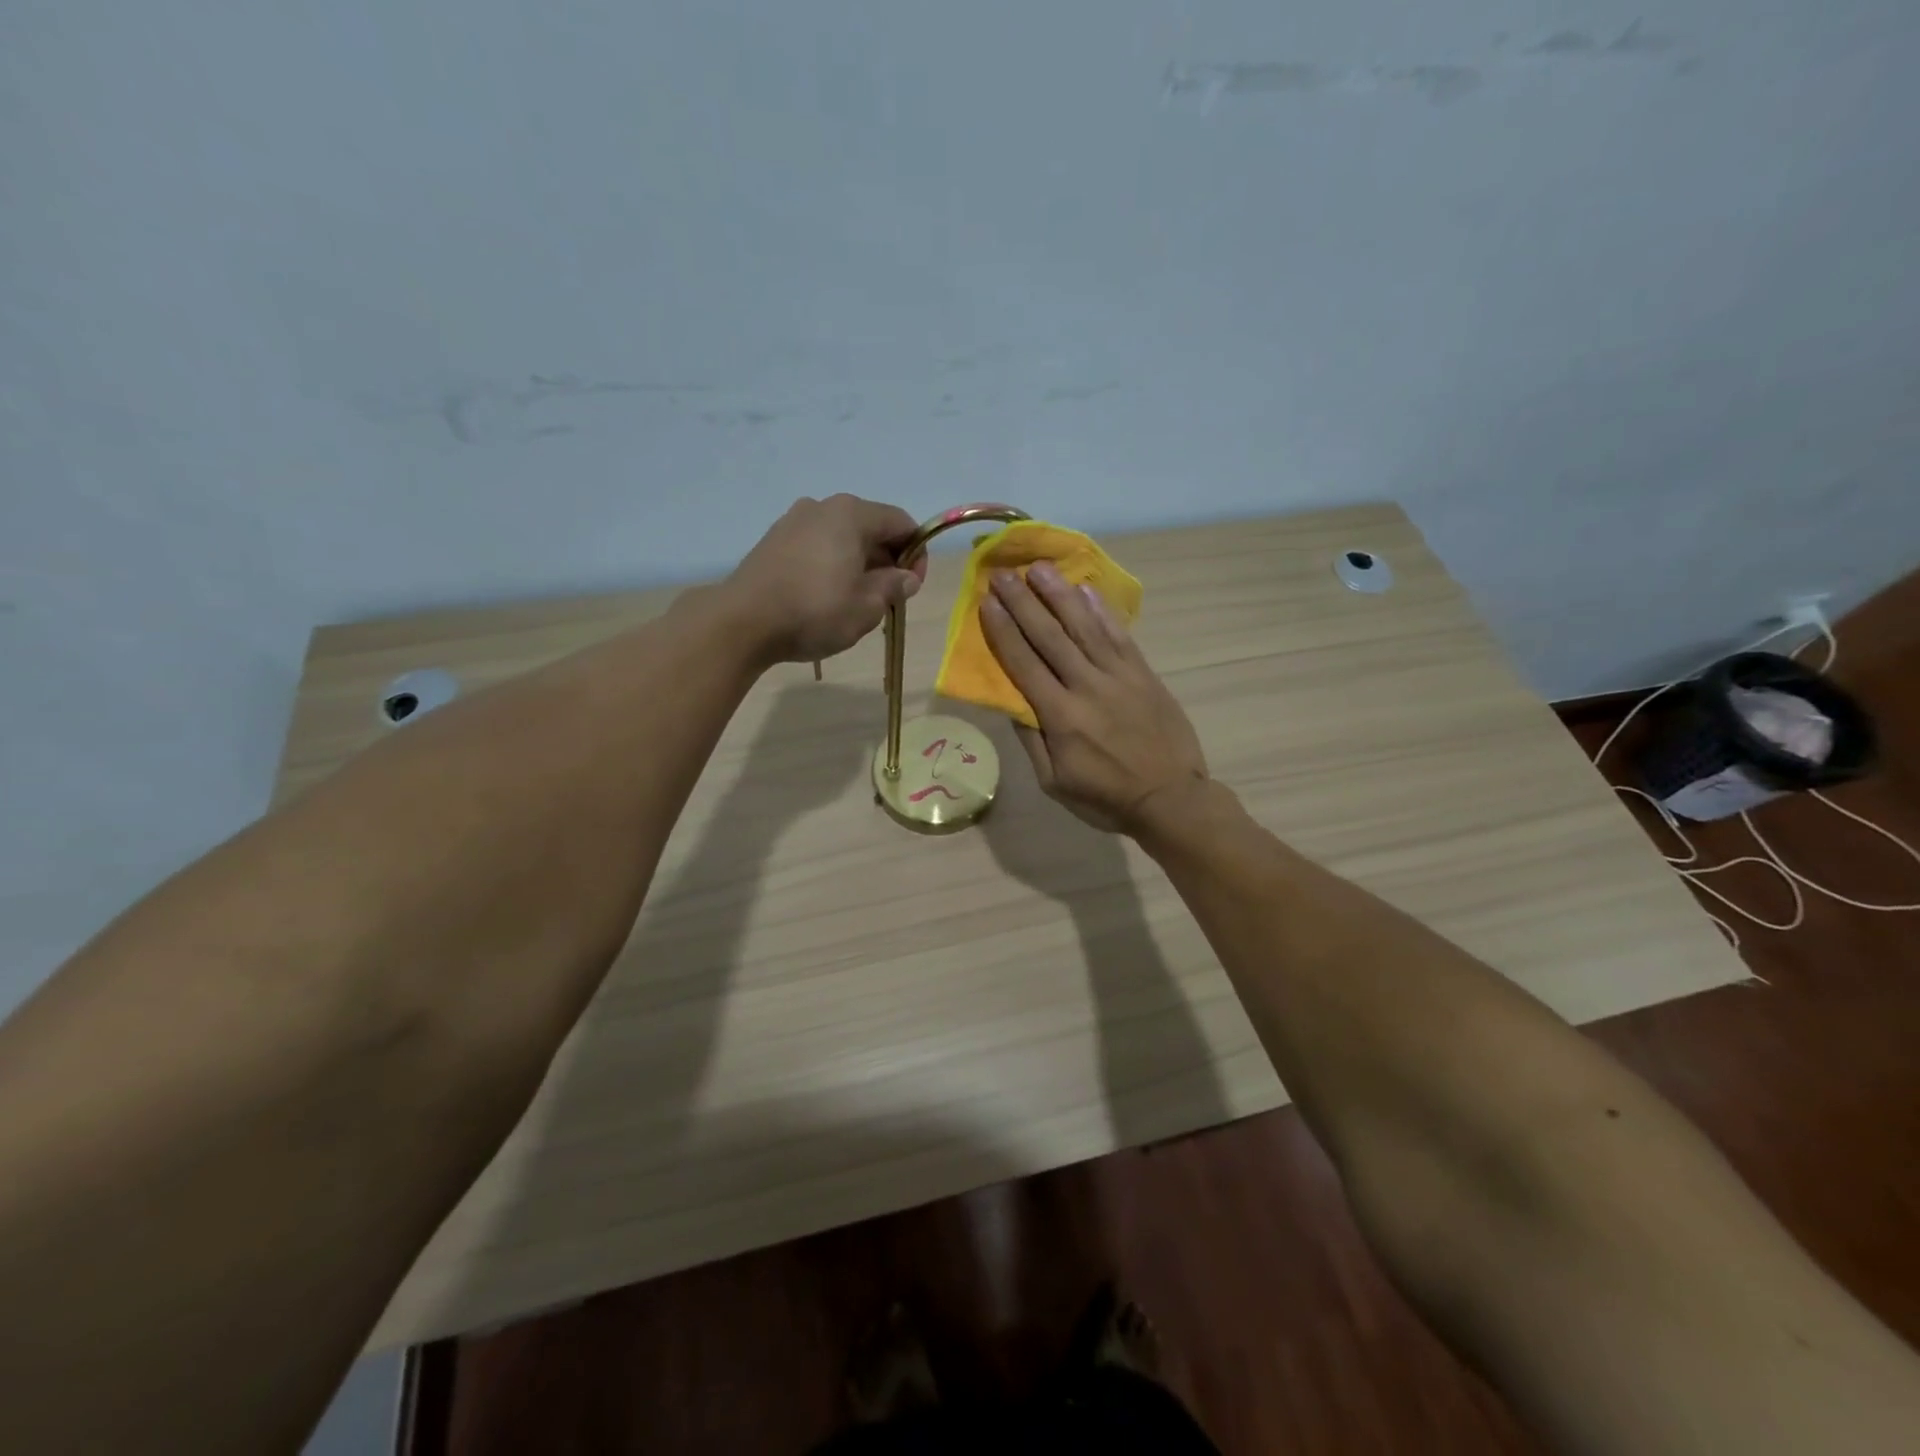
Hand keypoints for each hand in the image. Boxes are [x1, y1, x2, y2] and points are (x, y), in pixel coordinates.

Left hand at [724, 495, 926, 663]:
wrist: (743, 622)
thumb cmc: (815, 611)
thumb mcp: (867, 606)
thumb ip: (893, 586)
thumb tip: (906, 577)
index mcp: (851, 514)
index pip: (901, 523)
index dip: (917, 554)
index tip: (913, 587)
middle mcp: (822, 507)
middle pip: (870, 528)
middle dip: (887, 560)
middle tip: (888, 598)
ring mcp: (793, 522)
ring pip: (842, 538)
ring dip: (859, 564)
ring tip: (856, 601)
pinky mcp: (773, 541)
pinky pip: (816, 547)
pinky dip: (832, 565)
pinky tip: (826, 597)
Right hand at [979, 561, 1208, 834]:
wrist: (1170, 799)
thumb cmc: (1106, 798)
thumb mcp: (1054, 783)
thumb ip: (1032, 739)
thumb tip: (1011, 701)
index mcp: (1060, 716)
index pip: (1024, 663)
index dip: (1003, 630)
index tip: (986, 602)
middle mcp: (1087, 686)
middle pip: (1049, 636)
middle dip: (1023, 602)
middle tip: (1002, 574)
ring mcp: (1119, 676)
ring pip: (1084, 626)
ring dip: (1059, 595)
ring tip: (1039, 568)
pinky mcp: (1143, 673)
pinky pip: (1119, 635)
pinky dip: (1101, 610)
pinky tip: (1085, 590)